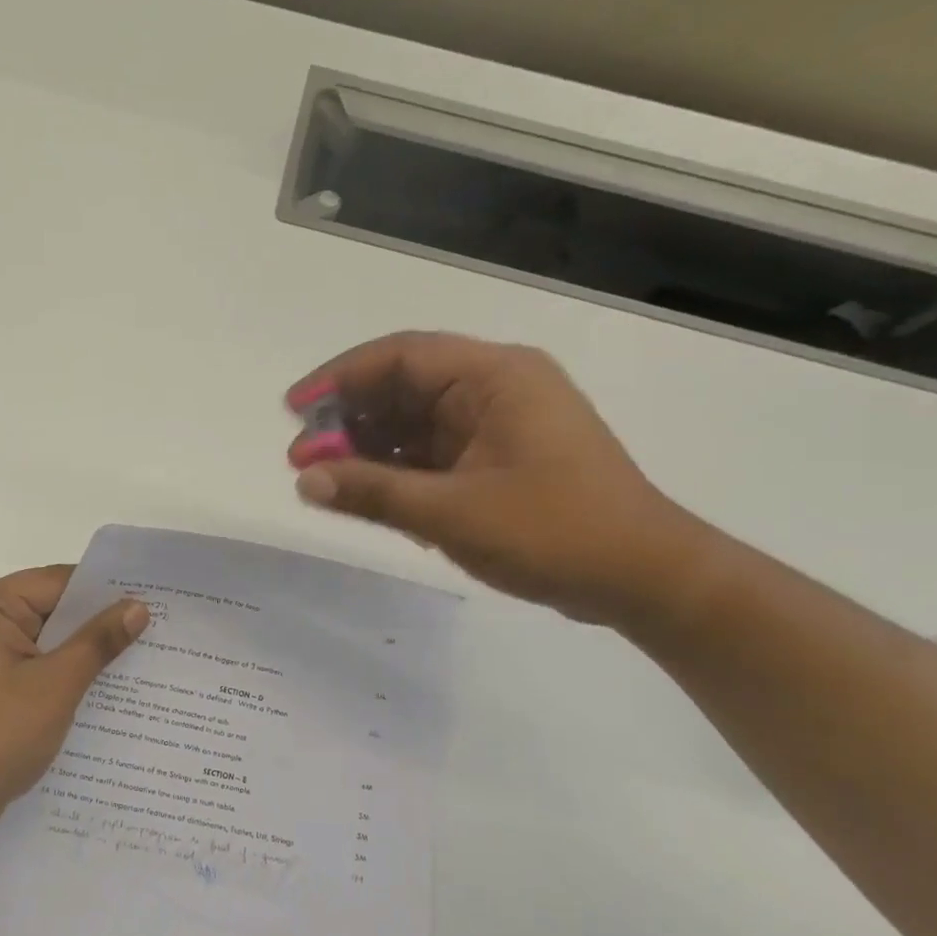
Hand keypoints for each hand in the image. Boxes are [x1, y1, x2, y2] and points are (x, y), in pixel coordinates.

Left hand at [0, 566, 148, 832]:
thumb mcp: (55, 685)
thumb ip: (97, 641)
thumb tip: (138, 606)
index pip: (57, 582)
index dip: (104, 590)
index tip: (152, 600)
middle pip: (51, 608)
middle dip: (98, 623)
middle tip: (157, 630)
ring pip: (45, 639)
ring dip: (83, 651)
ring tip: (142, 658)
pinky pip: (34, 664)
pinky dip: (63, 673)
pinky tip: (104, 688)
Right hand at [288, 332, 703, 623]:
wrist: (643, 579)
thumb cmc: (555, 532)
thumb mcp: (451, 513)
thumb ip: (373, 492)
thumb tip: (304, 479)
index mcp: (495, 378)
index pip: (401, 356)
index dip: (339, 378)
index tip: (294, 410)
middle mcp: (494, 389)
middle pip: (401, 387)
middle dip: (346, 419)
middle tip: (300, 457)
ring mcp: (495, 426)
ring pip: (411, 422)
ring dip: (365, 447)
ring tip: (322, 479)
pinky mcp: (494, 459)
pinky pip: (428, 452)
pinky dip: (392, 469)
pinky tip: (361, 493)